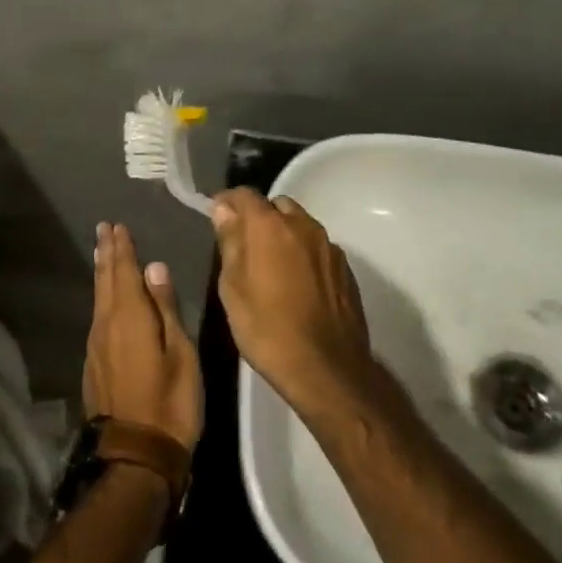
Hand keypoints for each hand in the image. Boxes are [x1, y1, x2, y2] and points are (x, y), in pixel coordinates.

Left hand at [84, 222, 202, 449]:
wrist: (136, 456)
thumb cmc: (170, 402)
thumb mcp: (180, 353)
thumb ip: (166, 308)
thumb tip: (154, 268)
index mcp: (129, 317)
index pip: (123, 272)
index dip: (121, 248)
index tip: (116, 226)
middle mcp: (106, 325)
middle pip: (105, 281)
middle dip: (106, 254)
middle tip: (104, 229)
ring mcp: (96, 347)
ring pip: (98, 299)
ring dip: (102, 274)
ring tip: (103, 254)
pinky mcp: (94, 365)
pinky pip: (97, 317)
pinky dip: (102, 298)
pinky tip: (106, 299)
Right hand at [211, 190, 377, 419]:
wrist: (327, 368)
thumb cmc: (268, 329)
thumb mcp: (233, 288)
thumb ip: (230, 242)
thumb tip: (224, 210)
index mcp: (270, 226)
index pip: (244, 194)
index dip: (227, 201)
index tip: (216, 216)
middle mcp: (303, 225)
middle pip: (276, 206)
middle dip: (258, 217)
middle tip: (244, 245)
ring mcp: (329, 246)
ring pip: (300, 225)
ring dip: (283, 234)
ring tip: (270, 265)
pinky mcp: (345, 268)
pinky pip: (317, 248)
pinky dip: (302, 254)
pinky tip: (296, 283)